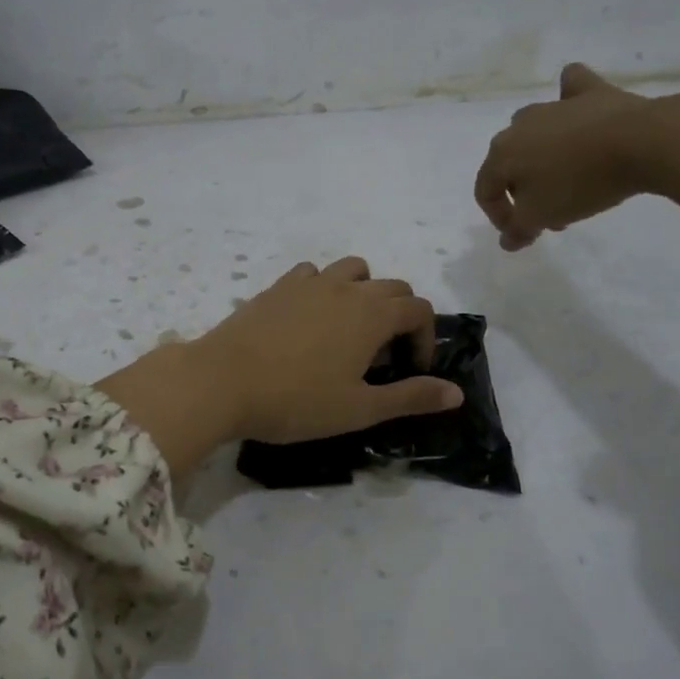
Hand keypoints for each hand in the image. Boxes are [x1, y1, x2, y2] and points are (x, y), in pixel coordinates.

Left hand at [198, 256, 462, 441]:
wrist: (222, 381)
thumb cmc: (297, 400)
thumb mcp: (360, 409)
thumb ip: (411, 397)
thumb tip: (457, 393)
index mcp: (372, 314)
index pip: (418, 309)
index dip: (424, 338)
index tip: (411, 370)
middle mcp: (345, 288)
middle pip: (391, 285)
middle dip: (400, 315)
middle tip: (384, 355)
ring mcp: (308, 283)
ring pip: (352, 269)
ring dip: (364, 292)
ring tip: (351, 328)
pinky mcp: (276, 288)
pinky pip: (311, 273)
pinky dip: (323, 287)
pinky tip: (310, 317)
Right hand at [474, 64, 649, 250]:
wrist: (640, 142)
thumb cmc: (580, 183)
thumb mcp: (541, 216)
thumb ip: (518, 229)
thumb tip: (507, 240)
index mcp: (501, 154)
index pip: (486, 191)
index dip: (499, 217)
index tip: (525, 234)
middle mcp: (519, 125)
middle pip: (510, 164)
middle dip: (524, 192)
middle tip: (550, 215)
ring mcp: (554, 105)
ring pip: (534, 132)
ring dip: (542, 157)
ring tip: (567, 178)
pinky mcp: (589, 91)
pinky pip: (570, 90)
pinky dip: (568, 99)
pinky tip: (574, 105)